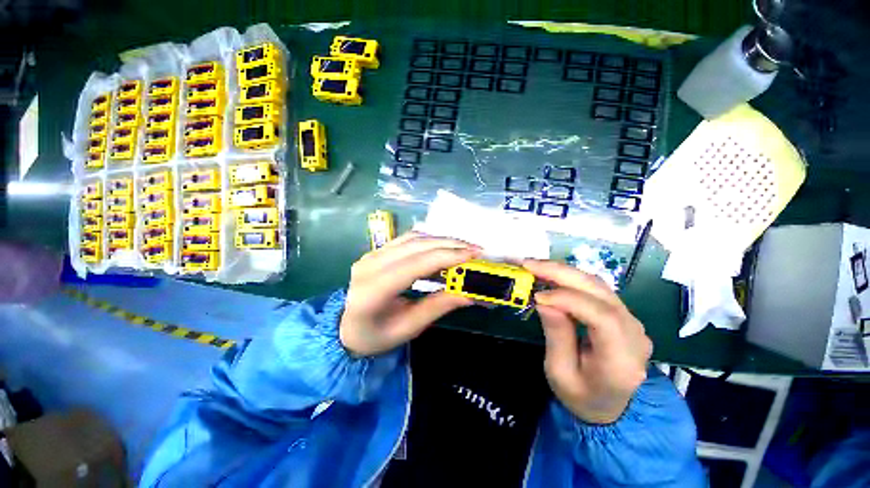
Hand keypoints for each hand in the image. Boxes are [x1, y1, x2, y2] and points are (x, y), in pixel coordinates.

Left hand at [340, 232, 479, 356]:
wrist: (345, 326)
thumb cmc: (375, 335)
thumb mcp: (408, 328)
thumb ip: (438, 307)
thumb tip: (469, 294)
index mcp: (373, 290)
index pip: (415, 265)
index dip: (446, 256)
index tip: (473, 254)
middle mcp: (370, 265)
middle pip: (415, 246)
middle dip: (449, 244)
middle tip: (476, 249)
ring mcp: (371, 254)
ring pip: (413, 238)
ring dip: (441, 240)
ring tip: (464, 247)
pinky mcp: (377, 250)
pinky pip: (407, 239)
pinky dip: (429, 239)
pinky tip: (444, 246)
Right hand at [523, 260, 652, 423]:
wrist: (609, 406)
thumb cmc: (581, 395)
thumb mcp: (560, 373)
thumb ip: (556, 336)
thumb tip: (544, 301)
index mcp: (621, 360)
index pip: (603, 318)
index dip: (569, 300)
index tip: (538, 297)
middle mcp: (634, 335)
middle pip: (601, 292)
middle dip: (561, 273)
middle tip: (529, 265)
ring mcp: (632, 321)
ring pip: (597, 285)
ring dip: (564, 271)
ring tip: (535, 266)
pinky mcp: (622, 314)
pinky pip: (595, 288)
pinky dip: (570, 278)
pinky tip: (551, 275)